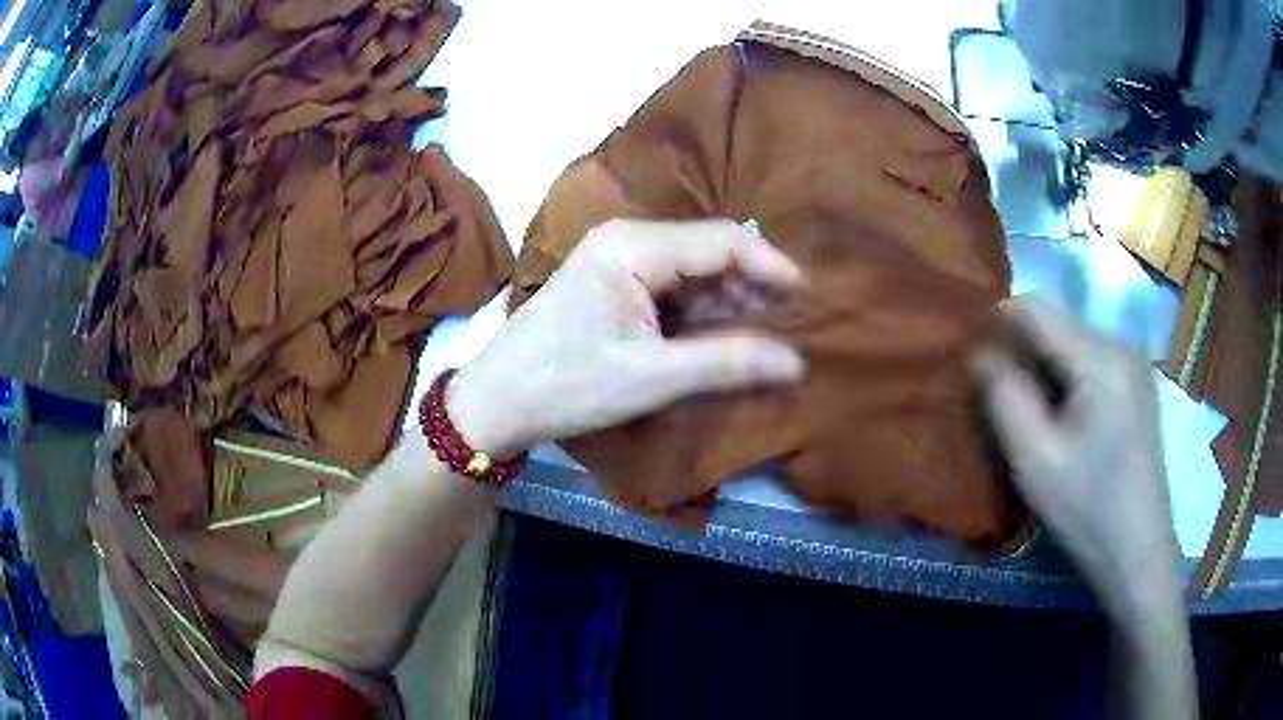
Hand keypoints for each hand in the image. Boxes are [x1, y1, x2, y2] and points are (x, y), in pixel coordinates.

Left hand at [447, 218, 806, 458]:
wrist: (499, 402)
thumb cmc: (568, 384)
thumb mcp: (653, 377)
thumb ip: (728, 363)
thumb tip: (797, 363)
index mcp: (633, 246)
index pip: (722, 241)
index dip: (771, 267)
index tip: (811, 298)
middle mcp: (628, 240)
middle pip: (710, 254)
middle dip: (754, 288)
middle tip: (798, 324)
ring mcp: (621, 262)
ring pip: (696, 274)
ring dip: (733, 304)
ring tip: (775, 335)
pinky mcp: (617, 287)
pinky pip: (676, 292)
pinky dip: (705, 315)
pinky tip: (732, 338)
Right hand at [972, 296, 1180, 601]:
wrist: (1139, 550)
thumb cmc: (1088, 510)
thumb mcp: (1035, 461)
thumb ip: (1004, 398)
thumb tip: (981, 353)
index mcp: (1100, 357)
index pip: (1034, 308)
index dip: (996, 325)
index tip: (976, 366)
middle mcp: (1120, 343)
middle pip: (1055, 323)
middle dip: (1023, 353)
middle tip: (1003, 403)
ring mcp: (1133, 361)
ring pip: (1071, 341)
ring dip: (1044, 368)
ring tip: (1034, 417)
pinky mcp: (1137, 381)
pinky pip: (1090, 359)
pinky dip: (1068, 378)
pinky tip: (1066, 420)